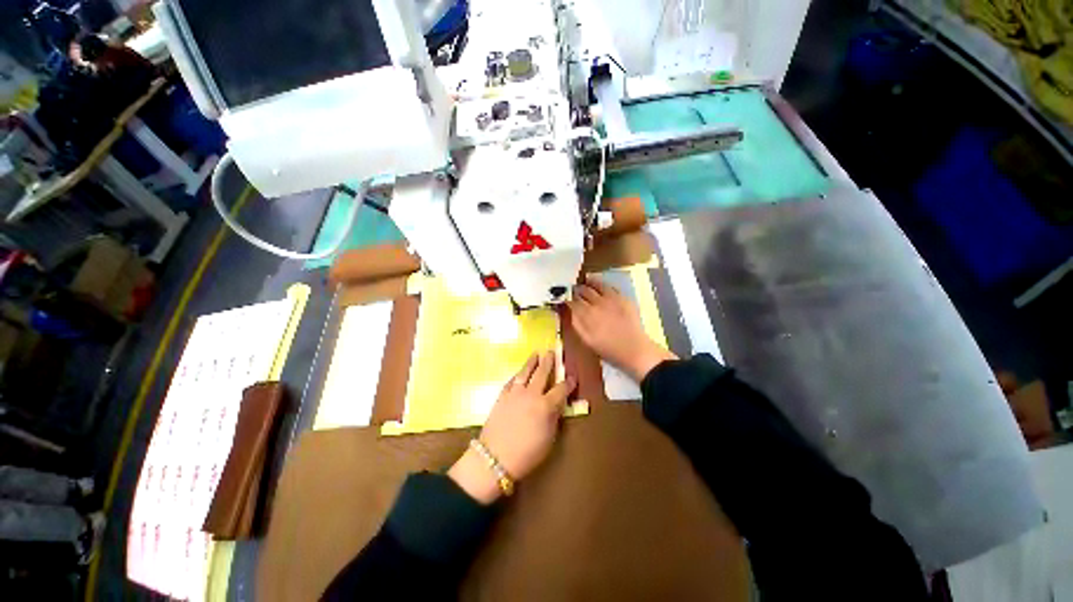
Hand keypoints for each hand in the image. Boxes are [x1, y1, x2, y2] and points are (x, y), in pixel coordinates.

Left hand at [448, 352, 574, 503]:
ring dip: (531, 362)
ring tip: (536, 353)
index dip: (568, 383)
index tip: (572, 377)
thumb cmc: (526, 454)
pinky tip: (519, 373)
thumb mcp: (548, 439)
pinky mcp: (502, 396)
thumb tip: (557, 405)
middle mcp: (531, 394)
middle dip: (548, 362)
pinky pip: (511, 381)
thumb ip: (554, 419)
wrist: (494, 458)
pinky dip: (517, 375)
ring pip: (524, 372)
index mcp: (545, 406)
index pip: (561, 389)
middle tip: (551, 352)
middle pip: (541, 373)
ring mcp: (515, 393)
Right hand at [568, 275, 676, 382]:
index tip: (563, 298)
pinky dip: (600, 283)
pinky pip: (608, 286)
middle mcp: (597, 304)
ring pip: (594, 285)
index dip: (565, 298)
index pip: (571, 301)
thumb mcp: (587, 340)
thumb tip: (569, 310)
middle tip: (572, 290)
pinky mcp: (622, 297)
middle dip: (575, 290)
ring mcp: (611, 299)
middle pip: (582, 291)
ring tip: (582, 283)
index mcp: (586, 316)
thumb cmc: (608, 349)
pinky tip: (597, 283)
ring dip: (586, 284)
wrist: (635, 351)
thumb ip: (576, 324)